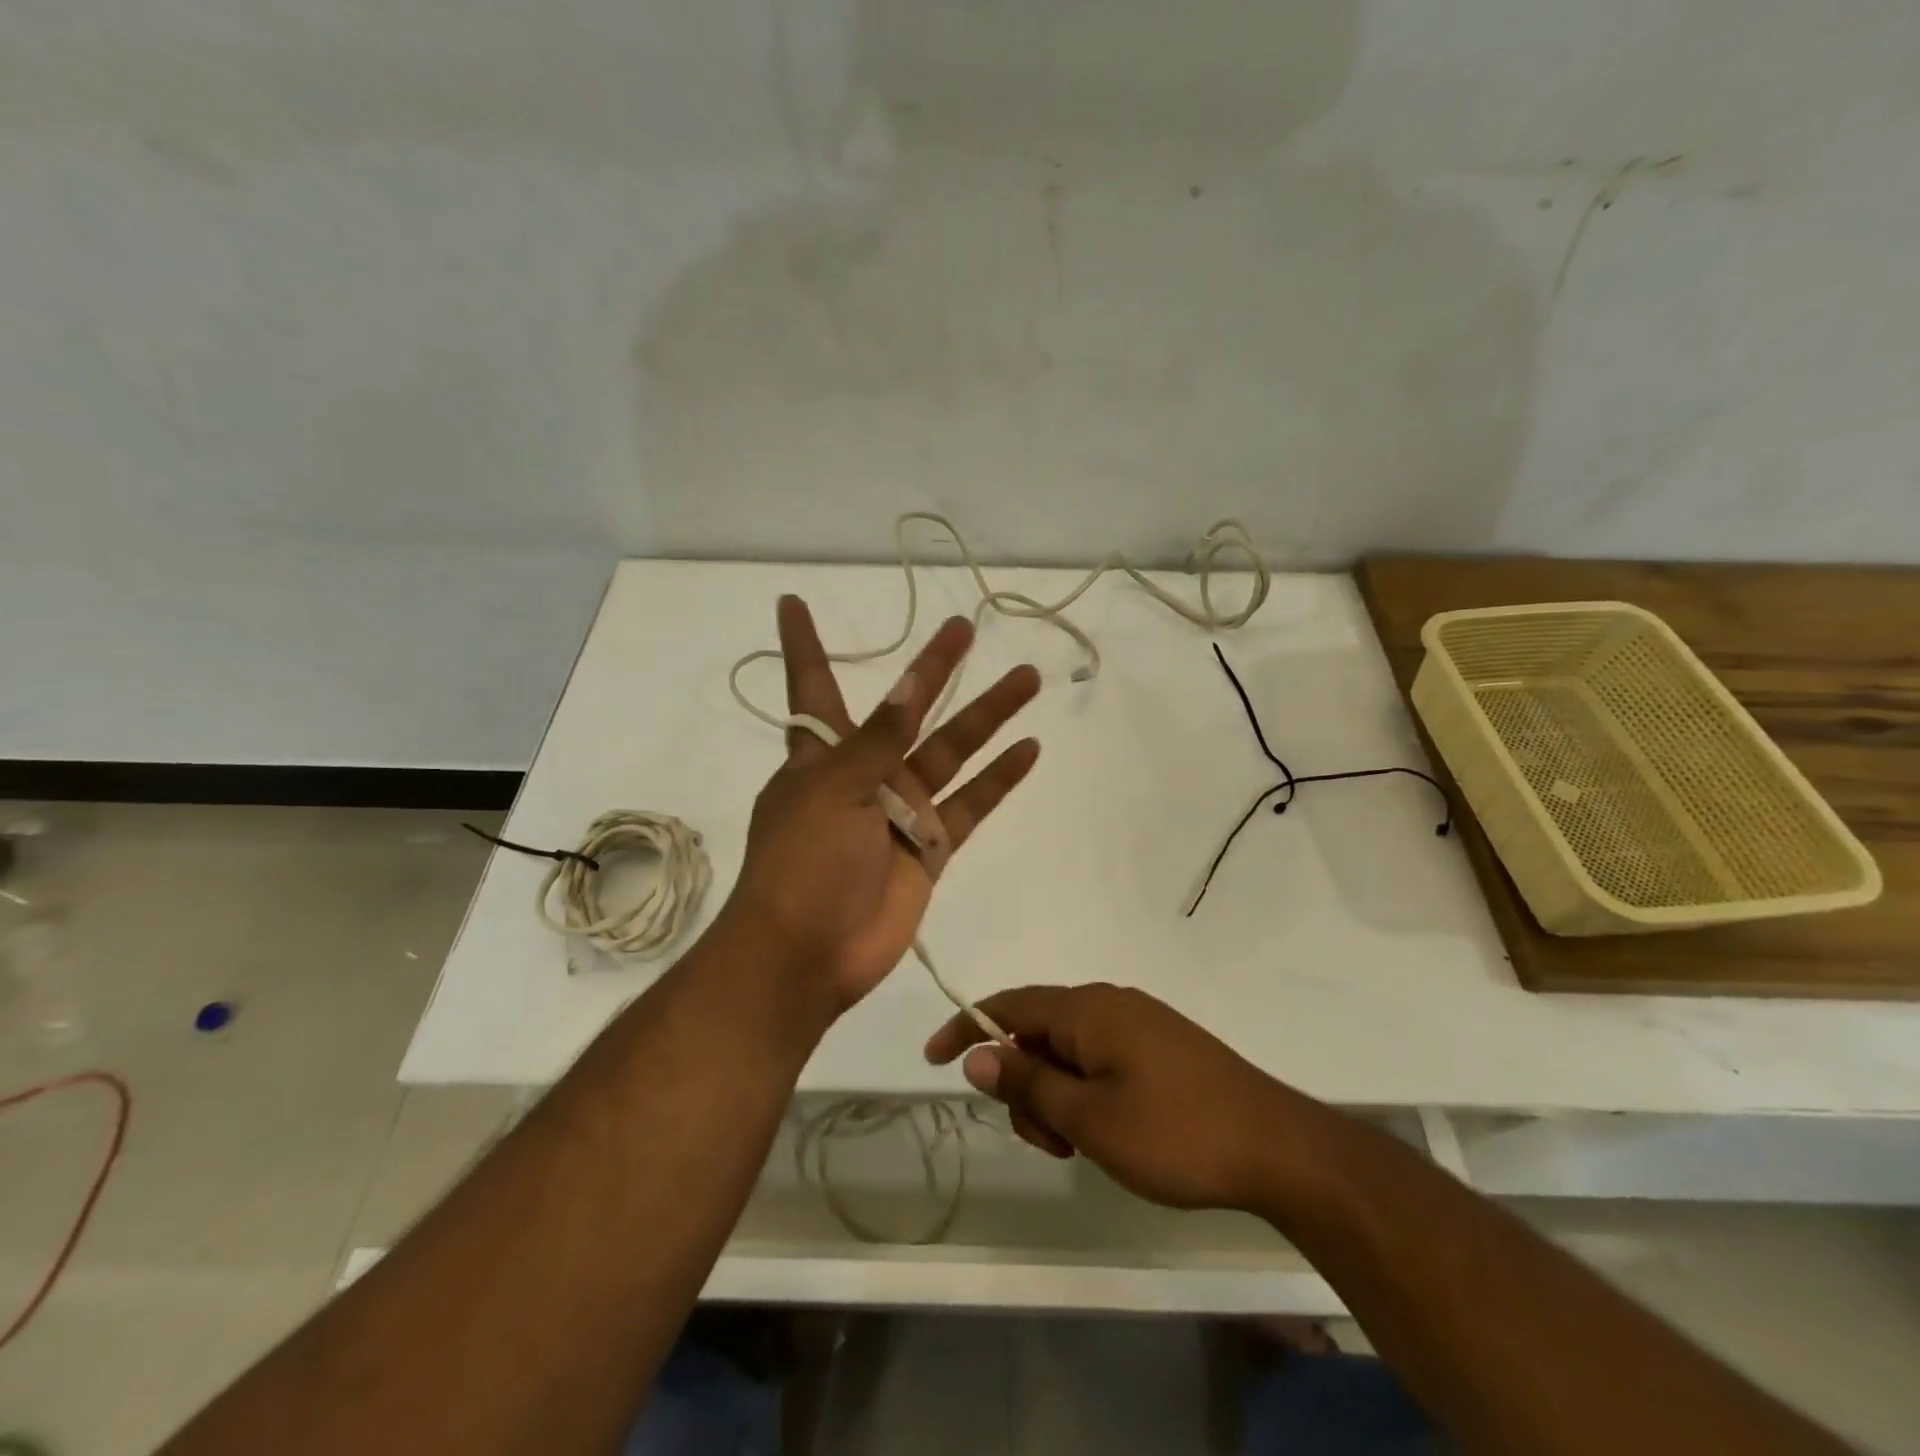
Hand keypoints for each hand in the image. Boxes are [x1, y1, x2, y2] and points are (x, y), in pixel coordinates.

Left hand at [725, 596, 1041, 1012]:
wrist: (809, 952)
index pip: (813, 686)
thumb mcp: (834, 788)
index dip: (804, 645)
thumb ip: (877, 740)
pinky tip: (1029, 748)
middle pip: (906, 709)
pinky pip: (970, 804)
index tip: (792, 602)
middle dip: (933, 669)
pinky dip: (999, 779)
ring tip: (1026, 678)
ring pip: (952, 751)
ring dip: (987, 716)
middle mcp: (863, 773)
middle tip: (964, 628)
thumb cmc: (804, 860)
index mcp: (821, 755)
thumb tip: (905, 687)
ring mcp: (900, 809)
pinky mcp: (928, 846)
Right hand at [925, 983, 1321, 1211]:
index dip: (965, 1027)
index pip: (1007, 1005)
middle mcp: (1109, 1003)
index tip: (933, 1059)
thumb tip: (977, 1055)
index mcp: (1086, 1009)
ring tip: (1082, 1146)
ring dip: (1056, 1094)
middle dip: (1023, 1082)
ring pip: (1070, 1049)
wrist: (1278, 1147)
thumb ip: (1028, 1083)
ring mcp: (1139, 1022)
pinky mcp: (1162, 1046)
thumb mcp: (1088, 1118)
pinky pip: (1101, 1057)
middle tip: (1046, 1141)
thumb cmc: (1174, 1133)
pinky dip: (1085, 1091)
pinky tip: (1109, 1132)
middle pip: (1038, 1031)